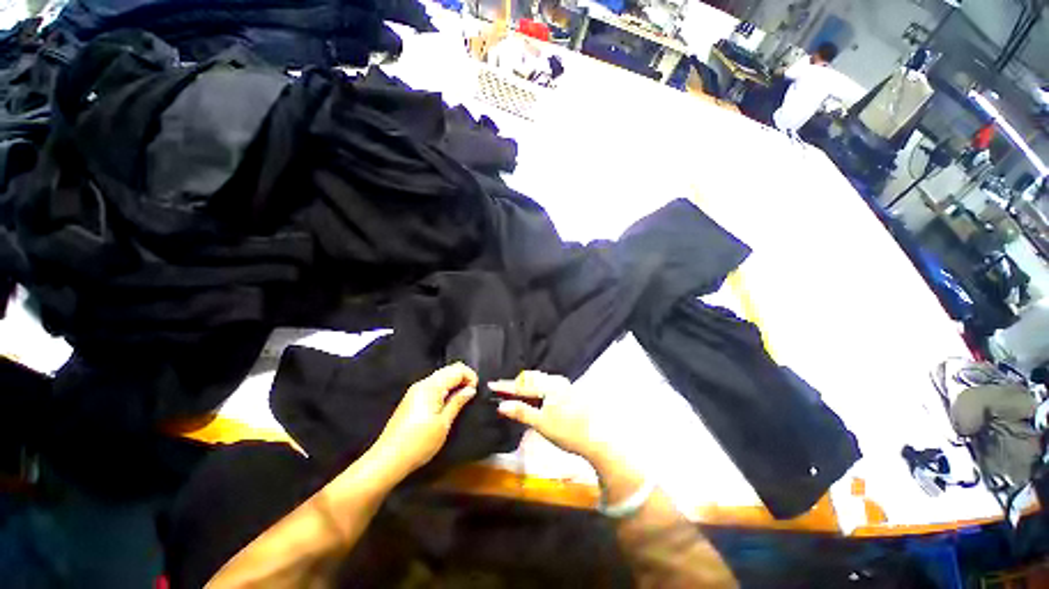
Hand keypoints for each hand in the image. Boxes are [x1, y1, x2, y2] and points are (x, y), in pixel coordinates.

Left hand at [372, 363, 477, 474]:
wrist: (388, 460)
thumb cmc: (419, 443)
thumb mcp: (443, 423)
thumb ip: (458, 402)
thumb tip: (470, 390)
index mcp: (431, 386)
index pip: (457, 369)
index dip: (470, 376)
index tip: (475, 391)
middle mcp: (423, 383)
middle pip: (449, 370)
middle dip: (463, 378)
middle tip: (471, 395)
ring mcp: (415, 391)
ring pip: (441, 377)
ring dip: (454, 383)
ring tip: (461, 400)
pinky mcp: (412, 399)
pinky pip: (433, 386)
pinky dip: (445, 389)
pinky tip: (448, 404)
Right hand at [491, 371, 607, 462]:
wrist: (596, 439)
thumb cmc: (568, 432)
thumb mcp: (541, 423)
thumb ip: (521, 412)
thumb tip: (502, 405)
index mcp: (550, 385)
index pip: (523, 385)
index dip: (506, 386)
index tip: (491, 384)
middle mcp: (557, 381)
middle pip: (531, 379)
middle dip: (515, 384)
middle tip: (501, 389)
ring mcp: (564, 385)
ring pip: (539, 381)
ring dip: (525, 386)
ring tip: (513, 392)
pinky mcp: (567, 392)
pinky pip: (546, 385)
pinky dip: (535, 390)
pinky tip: (532, 397)